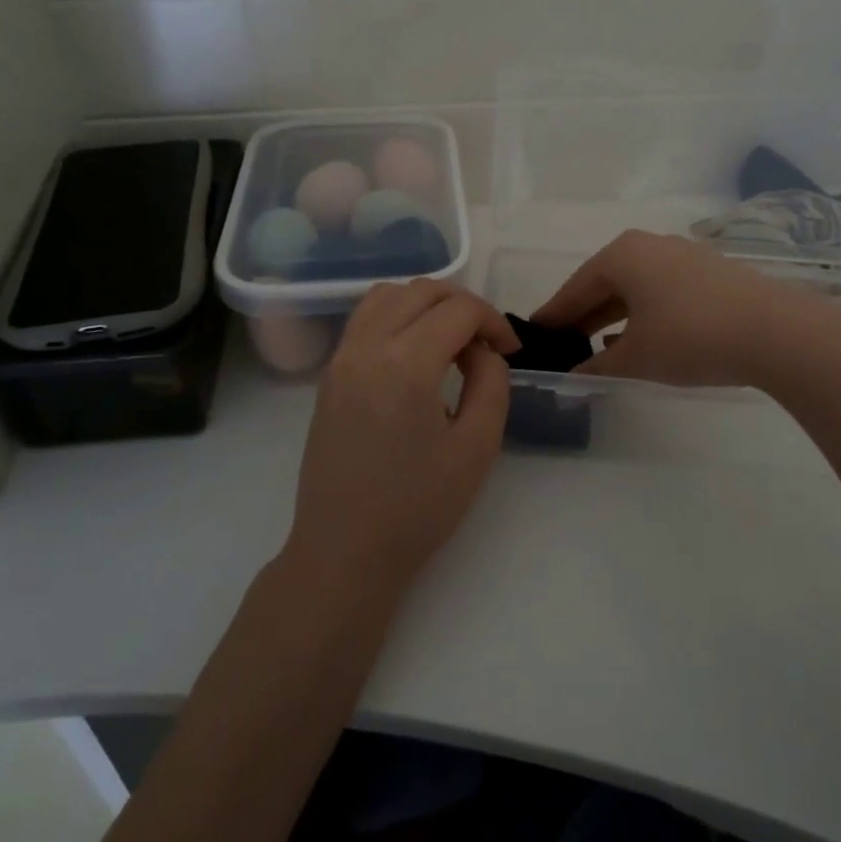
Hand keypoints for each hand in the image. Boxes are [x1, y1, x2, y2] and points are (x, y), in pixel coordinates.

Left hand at [284, 280, 517, 603]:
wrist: (344, 551)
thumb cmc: (417, 507)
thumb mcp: (477, 447)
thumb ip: (491, 383)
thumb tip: (482, 351)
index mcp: (405, 364)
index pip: (459, 309)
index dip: (494, 321)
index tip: (511, 352)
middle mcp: (366, 346)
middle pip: (422, 290)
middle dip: (464, 305)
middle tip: (486, 344)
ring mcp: (341, 358)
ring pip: (388, 295)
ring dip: (427, 304)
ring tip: (450, 341)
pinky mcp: (329, 375)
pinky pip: (364, 319)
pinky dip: (397, 315)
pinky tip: (415, 352)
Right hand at [532, 230, 807, 388]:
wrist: (776, 332)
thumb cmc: (691, 338)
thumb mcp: (637, 359)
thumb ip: (597, 366)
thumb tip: (573, 375)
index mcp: (622, 256)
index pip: (576, 287)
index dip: (554, 314)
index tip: (535, 333)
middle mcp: (649, 245)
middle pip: (605, 282)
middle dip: (583, 314)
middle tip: (563, 342)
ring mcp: (683, 254)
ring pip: (635, 285)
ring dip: (614, 314)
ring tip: (597, 345)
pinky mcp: (710, 271)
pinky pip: (662, 289)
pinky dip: (644, 311)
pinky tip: (642, 336)